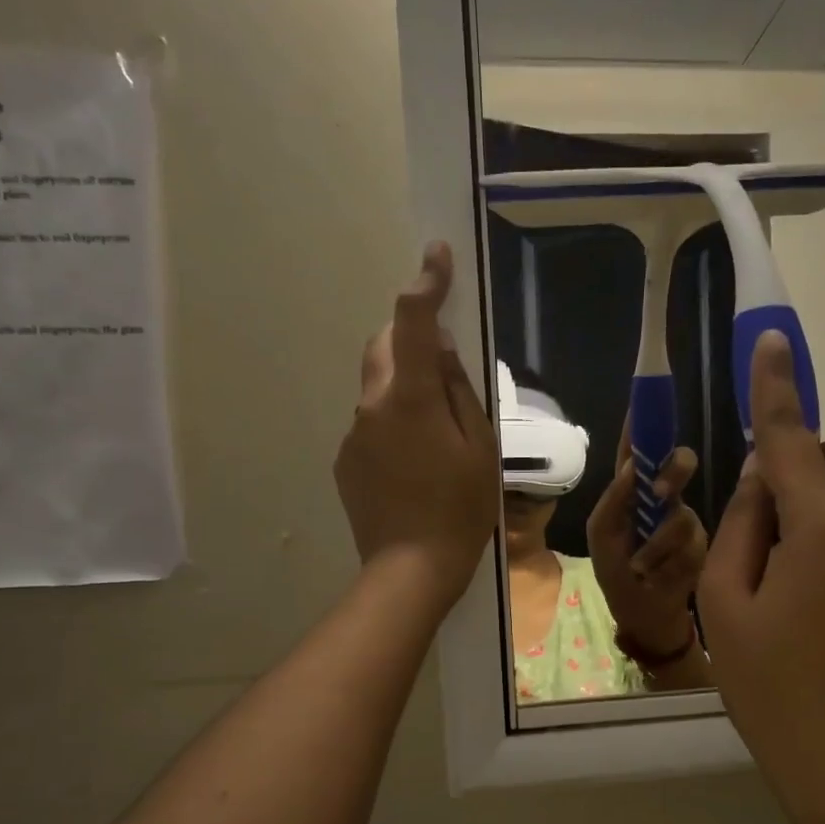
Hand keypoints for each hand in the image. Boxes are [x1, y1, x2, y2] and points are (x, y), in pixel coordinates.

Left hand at [334, 244, 499, 618]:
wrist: (410, 568)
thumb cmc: (460, 509)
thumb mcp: (479, 447)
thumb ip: (460, 391)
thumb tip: (444, 349)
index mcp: (411, 398)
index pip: (412, 322)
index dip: (426, 283)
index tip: (436, 254)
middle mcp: (372, 405)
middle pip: (382, 347)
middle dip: (408, 340)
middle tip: (442, 366)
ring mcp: (353, 434)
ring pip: (378, 389)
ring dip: (403, 390)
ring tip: (434, 437)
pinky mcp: (345, 460)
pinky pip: (370, 424)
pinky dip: (391, 425)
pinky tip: (413, 466)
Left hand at [587, 425, 708, 657]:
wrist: (645, 615)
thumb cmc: (616, 572)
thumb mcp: (602, 537)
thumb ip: (612, 502)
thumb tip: (631, 468)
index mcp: (631, 490)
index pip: (637, 448)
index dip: (643, 422)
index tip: (648, 395)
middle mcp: (662, 496)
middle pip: (677, 463)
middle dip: (673, 472)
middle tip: (661, 492)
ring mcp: (684, 518)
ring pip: (682, 512)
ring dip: (657, 545)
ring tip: (643, 567)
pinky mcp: (702, 543)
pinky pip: (691, 542)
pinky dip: (670, 562)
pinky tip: (661, 576)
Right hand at [699, 332, 824, 823]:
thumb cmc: (775, 692)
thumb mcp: (726, 607)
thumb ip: (741, 527)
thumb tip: (762, 478)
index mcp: (824, 527)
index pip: (794, 437)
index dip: (776, 387)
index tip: (770, 341)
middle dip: (820, 455)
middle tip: (775, 507)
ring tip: (790, 582)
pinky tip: (823, 616)